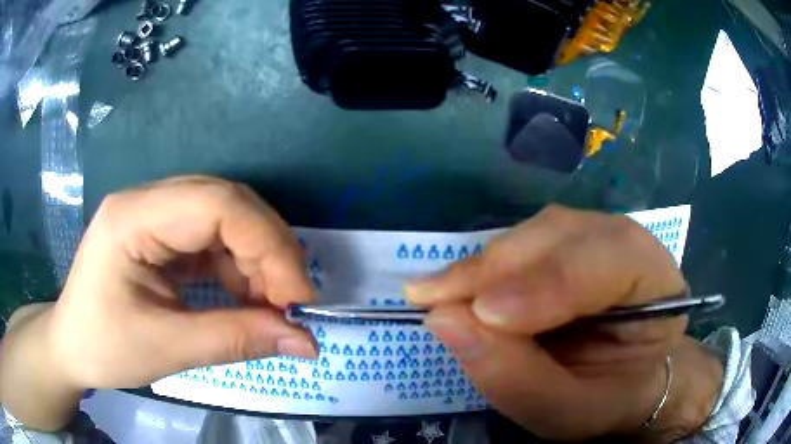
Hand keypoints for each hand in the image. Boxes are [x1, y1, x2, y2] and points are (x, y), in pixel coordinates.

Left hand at [1, 176, 316, 429]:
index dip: (268, 245)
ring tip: (269, 303)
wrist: (71, 345)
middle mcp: (145, 201)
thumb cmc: (103, 347)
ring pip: (224, 216)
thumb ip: (235, 340)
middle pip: (226, 202)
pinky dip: (238, 266)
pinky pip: (211, 237)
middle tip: (291, 301)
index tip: (298, 298)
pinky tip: (243, 296)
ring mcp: (152, 214)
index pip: (216, 204)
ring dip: (256, 259)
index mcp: (132, 218)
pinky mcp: (160, 234)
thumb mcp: (166, 349)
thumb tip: (306, 342)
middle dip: (268, 250)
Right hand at [406, 206, 722, 441]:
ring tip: (441, 294)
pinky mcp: (567, 242)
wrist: (621, 381)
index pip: (612, 261)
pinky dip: (487, 263)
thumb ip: (516, 378)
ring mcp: (598, 236)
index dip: (548, 284)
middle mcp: (631, 244)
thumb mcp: (566, 411)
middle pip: (566, 234)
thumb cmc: (606, 398)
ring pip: (538, 229)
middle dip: (499, 267)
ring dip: (486, 263)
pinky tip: (461, 286)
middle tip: (434, 298)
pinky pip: (524, 239)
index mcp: (658, 284)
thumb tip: (444, 319)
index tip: (481, 313)